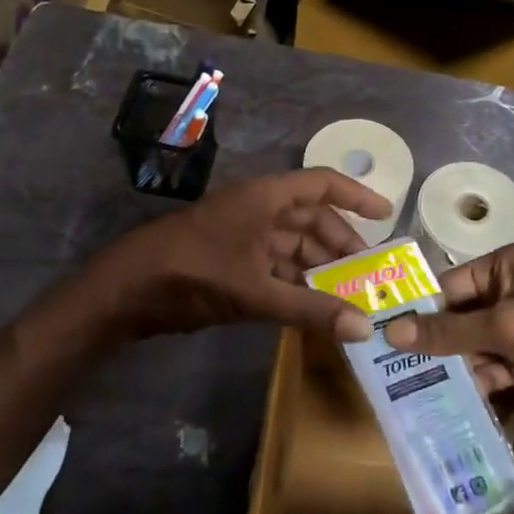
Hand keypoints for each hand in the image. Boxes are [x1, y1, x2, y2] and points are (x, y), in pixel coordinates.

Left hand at [89, 170, 391, 342]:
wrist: (125, 290)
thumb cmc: (193, 272)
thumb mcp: (255, 292)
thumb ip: (310, 310)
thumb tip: (365, 328)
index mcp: (265, 198)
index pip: (322, 185)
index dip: (357, 196)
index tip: (387, 216)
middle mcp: (258, 209)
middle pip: (311, 218)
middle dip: (342, 245)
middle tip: (371, 275)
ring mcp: (242, 235)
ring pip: (294, 244)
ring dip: (320, 267)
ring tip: (351, 295)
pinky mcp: (231, 261)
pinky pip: (275, 265)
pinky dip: (297, 282)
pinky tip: (315, 305)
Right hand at [382, 245, 513, 432]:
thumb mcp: (508, 326)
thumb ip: (450, 332)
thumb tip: (392, 331)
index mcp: (509, 266)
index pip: (452, 284)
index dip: (421, 309)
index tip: (384, 333)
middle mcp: (513, 293)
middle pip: (462, 317)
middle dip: (435, 343)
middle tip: (392, 367)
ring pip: (476, 347)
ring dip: (453, 368)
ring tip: (412, 390)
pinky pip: (495, 370)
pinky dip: (477, 384)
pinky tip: (449, 403)